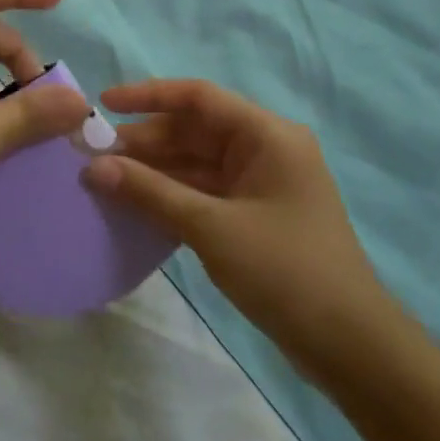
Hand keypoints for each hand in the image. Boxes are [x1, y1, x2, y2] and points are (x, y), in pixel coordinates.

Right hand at [84, 79, 401, 383]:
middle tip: (91, 155)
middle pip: (193, 131)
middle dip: (143, 141)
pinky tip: (133, 206)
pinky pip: (202, 192)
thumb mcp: (211, 227)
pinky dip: (169, 196)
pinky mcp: (252, 216)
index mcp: (267, 136)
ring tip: (102, 180)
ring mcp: (259, 185)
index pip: (199, 98)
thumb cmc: (285, 270)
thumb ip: (150, 192)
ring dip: (152, 171)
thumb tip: (93, 168)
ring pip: (194, 164)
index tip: (102, 104)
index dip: (148, 96)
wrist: (348, 344)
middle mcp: (264, 150)